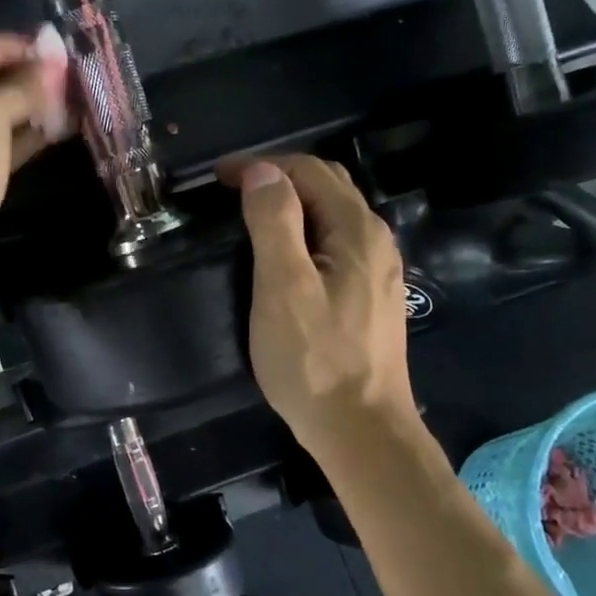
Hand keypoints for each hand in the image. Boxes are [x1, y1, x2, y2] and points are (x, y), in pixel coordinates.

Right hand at [227, 155, 419, 455]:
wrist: (362, 430)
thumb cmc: (314, 360)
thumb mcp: (283, 287)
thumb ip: (274, 222)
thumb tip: (263, 172)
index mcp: (357, 231)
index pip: (309, 171)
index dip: (262, 166)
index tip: (217, 178)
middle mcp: (376, 242)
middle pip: (328, 188)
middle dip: (279, 178)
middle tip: (231, 191)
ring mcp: (378, 273)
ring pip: (333, 218)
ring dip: (293, 205)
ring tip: (251, 217)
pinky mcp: (371, 299)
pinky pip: (337, 246)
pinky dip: (305, 234)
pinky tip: (285, 257)